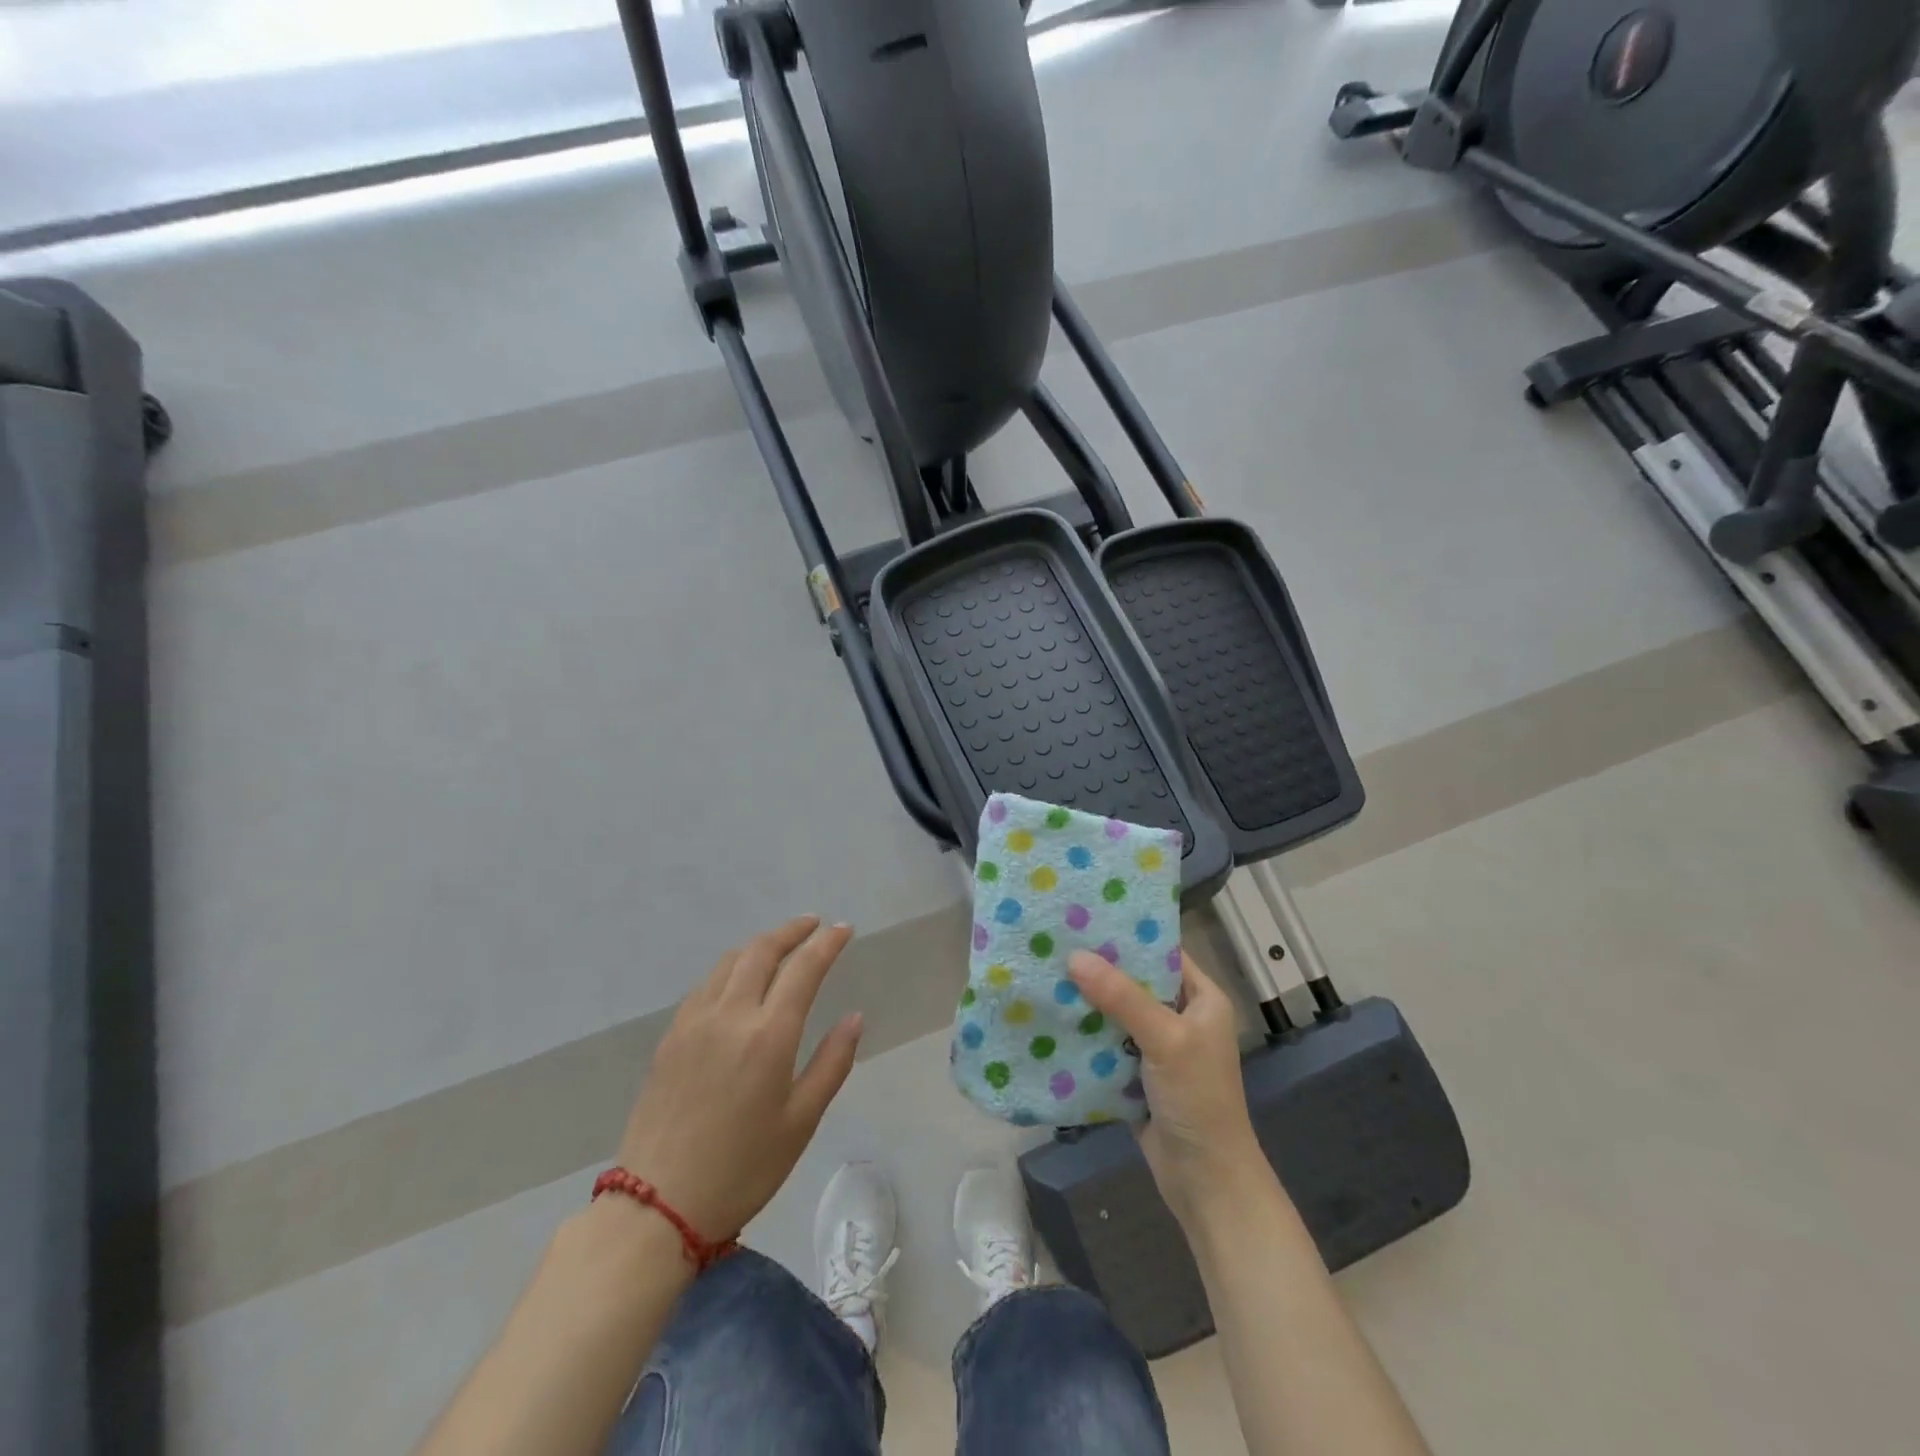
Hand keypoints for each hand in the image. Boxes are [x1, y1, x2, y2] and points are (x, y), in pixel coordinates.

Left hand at [616, 916, 862, 1242]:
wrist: (657, 1207)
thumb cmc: (742, 1169)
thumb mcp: (800, 1122)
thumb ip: (832, 1063)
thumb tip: (854, 1018)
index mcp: (768, 1035)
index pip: (803, 968)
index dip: (827, 943)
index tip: (843, 929)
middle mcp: (730, 1015)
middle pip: (762, 951)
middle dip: (792, 930)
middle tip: (814, 925)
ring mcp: (694, 1022)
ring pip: (730, 961)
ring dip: (760, 945)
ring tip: (780, 947)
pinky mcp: (670, 1037)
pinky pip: (705, 984)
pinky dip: (731, 968)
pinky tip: (738, 983)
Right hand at [1067, 948, 1261, 1223]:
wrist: (1205, 1180)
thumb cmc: (1198, 1099)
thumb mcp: (1166, 1039)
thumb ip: (1122, 997)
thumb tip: (1074, 956)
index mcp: (1202, 999)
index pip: (1163, 952)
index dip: (1128, 934)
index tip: (1086, 916)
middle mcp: (1181, 1016)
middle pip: (1135, 981)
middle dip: (1099, 967)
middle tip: (1055, 942)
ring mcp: (1157, 1047)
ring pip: (1117, 1012)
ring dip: (1087, 1000)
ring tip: (1045, 971)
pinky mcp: (1136, 1074)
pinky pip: (1106, 1043)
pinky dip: (1084, 1034)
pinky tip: (1051, 1017)